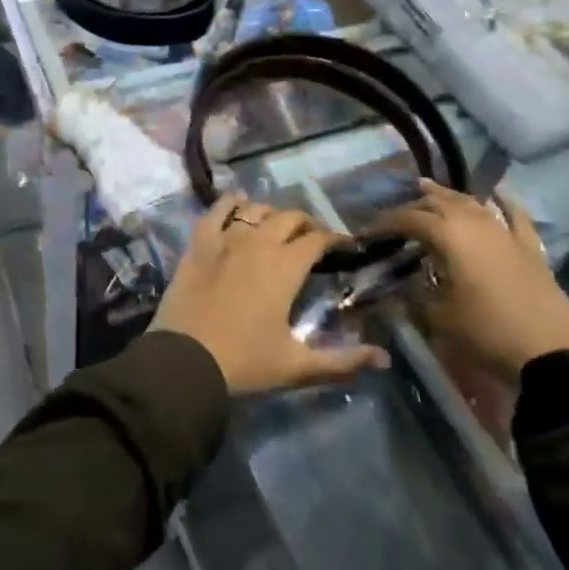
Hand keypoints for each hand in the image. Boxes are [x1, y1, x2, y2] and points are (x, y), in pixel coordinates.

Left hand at [152, 193, 390, 395]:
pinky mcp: (199, 242)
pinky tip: (237, 203)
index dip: (333, 239)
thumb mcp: (296, 366)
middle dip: (305, 224)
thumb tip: (384, 359)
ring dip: (271, 214)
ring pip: (255, 209)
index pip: (317, 239)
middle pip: (289, 218)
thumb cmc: (244, 363)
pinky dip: (230, 202)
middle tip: (310, 240)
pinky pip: (217, 209)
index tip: (342, 246)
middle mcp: (259, 242)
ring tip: (275, 227)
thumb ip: (341, 361)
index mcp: (286, 267)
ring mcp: (226, 238)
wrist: (185, 360)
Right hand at [373, 180, 568, 387]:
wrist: (553, 353)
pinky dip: (504, 202)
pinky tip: (498, 193)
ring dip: (449, 196)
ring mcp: (504, 232)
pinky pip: (515, 216)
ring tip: (431, 191)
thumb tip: (396, 289)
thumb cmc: (487, 332)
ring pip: (472, 203)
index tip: (369, 231)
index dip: (386, 223)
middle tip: (397, 214)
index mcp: (448, 235)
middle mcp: (474, 224)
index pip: (408, 219)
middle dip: (415, 204)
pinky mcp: (529, 248)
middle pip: (439, 203)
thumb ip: (414, 298)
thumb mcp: (440, 319)